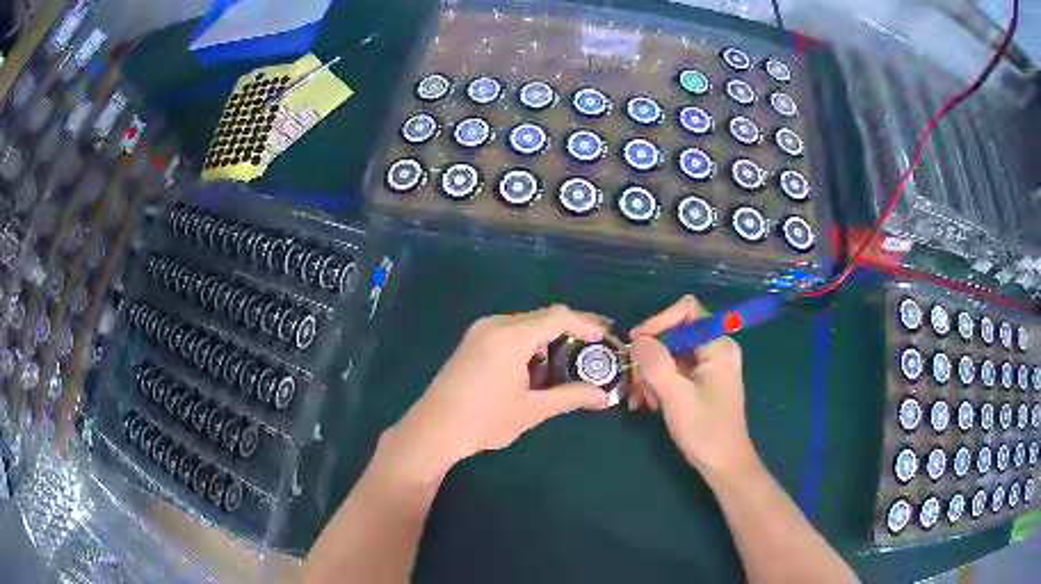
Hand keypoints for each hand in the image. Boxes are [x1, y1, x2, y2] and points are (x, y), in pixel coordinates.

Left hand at [386, 305, 611, 481]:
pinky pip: (509, 332)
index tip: (606, 338)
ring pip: (526, 325)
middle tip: (593, 350)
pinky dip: (529, 344)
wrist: (433, 429)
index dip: (586, 324)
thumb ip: (571, 397)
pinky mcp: (472, 341)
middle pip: (542, 318)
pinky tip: (536, 368)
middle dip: (570, 332)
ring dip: (549, 340)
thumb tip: (603, 396)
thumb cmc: (484, 420)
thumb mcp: (532, 410)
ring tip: (568, 364)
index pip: (558, 317)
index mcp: (512, 336)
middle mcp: (495, 324)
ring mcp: (481, 331)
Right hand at [627, 295, 756, 477]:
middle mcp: (715, 348)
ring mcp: (708, 365)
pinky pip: (674, 369)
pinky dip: (657, 382)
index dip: (659, 321)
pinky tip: (647, 403)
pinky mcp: (701, 381)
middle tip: (635, 382)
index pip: (686, 310)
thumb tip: (637, 339)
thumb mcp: (676, 397)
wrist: (723, 465)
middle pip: (675, 332)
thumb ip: (656, 364)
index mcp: (718, 345)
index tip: (636, 345)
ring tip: (639, 399)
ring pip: (670, 353)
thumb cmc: (705, 431)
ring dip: (650, 372)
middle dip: (650, 355)